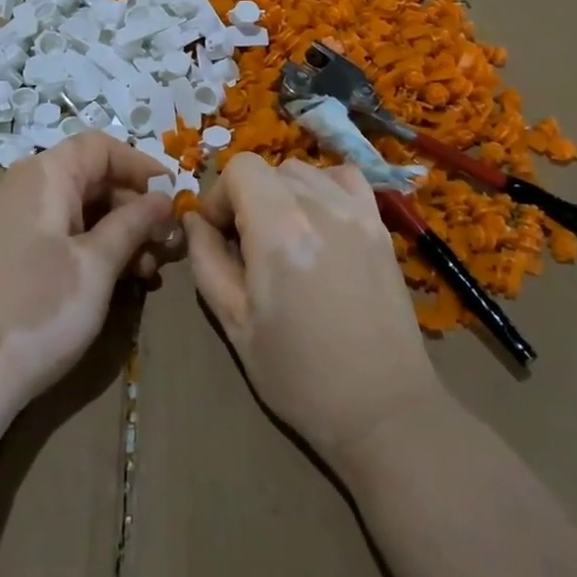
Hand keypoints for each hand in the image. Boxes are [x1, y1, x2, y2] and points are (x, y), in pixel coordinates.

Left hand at [0, 132, 172, 451]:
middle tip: (167, 243)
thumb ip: (134, 223)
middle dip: (135, 206)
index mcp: (44, 176)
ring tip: (149, 270)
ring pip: (81, 209)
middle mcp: (27, 188)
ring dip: (120, 232)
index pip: (100, 147)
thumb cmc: (41, 307)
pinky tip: (121, 279)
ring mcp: (16, 221)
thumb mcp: (98, 264)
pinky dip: (95, 247)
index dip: (141, 166)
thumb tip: (163, 197)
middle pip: (92, 177)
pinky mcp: (14, 252)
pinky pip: (63, 233)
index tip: (174, 196)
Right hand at [184, 155, 446, 472]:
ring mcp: (357, 212)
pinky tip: (320, 222)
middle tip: (247, 245)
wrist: (382, 409)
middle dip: (247, 197)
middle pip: (270, 169)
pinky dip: (324, 188)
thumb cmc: (298, 375)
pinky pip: (346, 179)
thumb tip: (194, 221)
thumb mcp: (234, 322)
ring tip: (284, 236)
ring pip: (305, 171)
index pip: (240, 168)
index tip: (219, 235)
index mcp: (279, 229)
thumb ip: (206, 260)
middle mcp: (321, 206)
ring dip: (283, 193)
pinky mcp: (381, 226)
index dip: (219, 195)